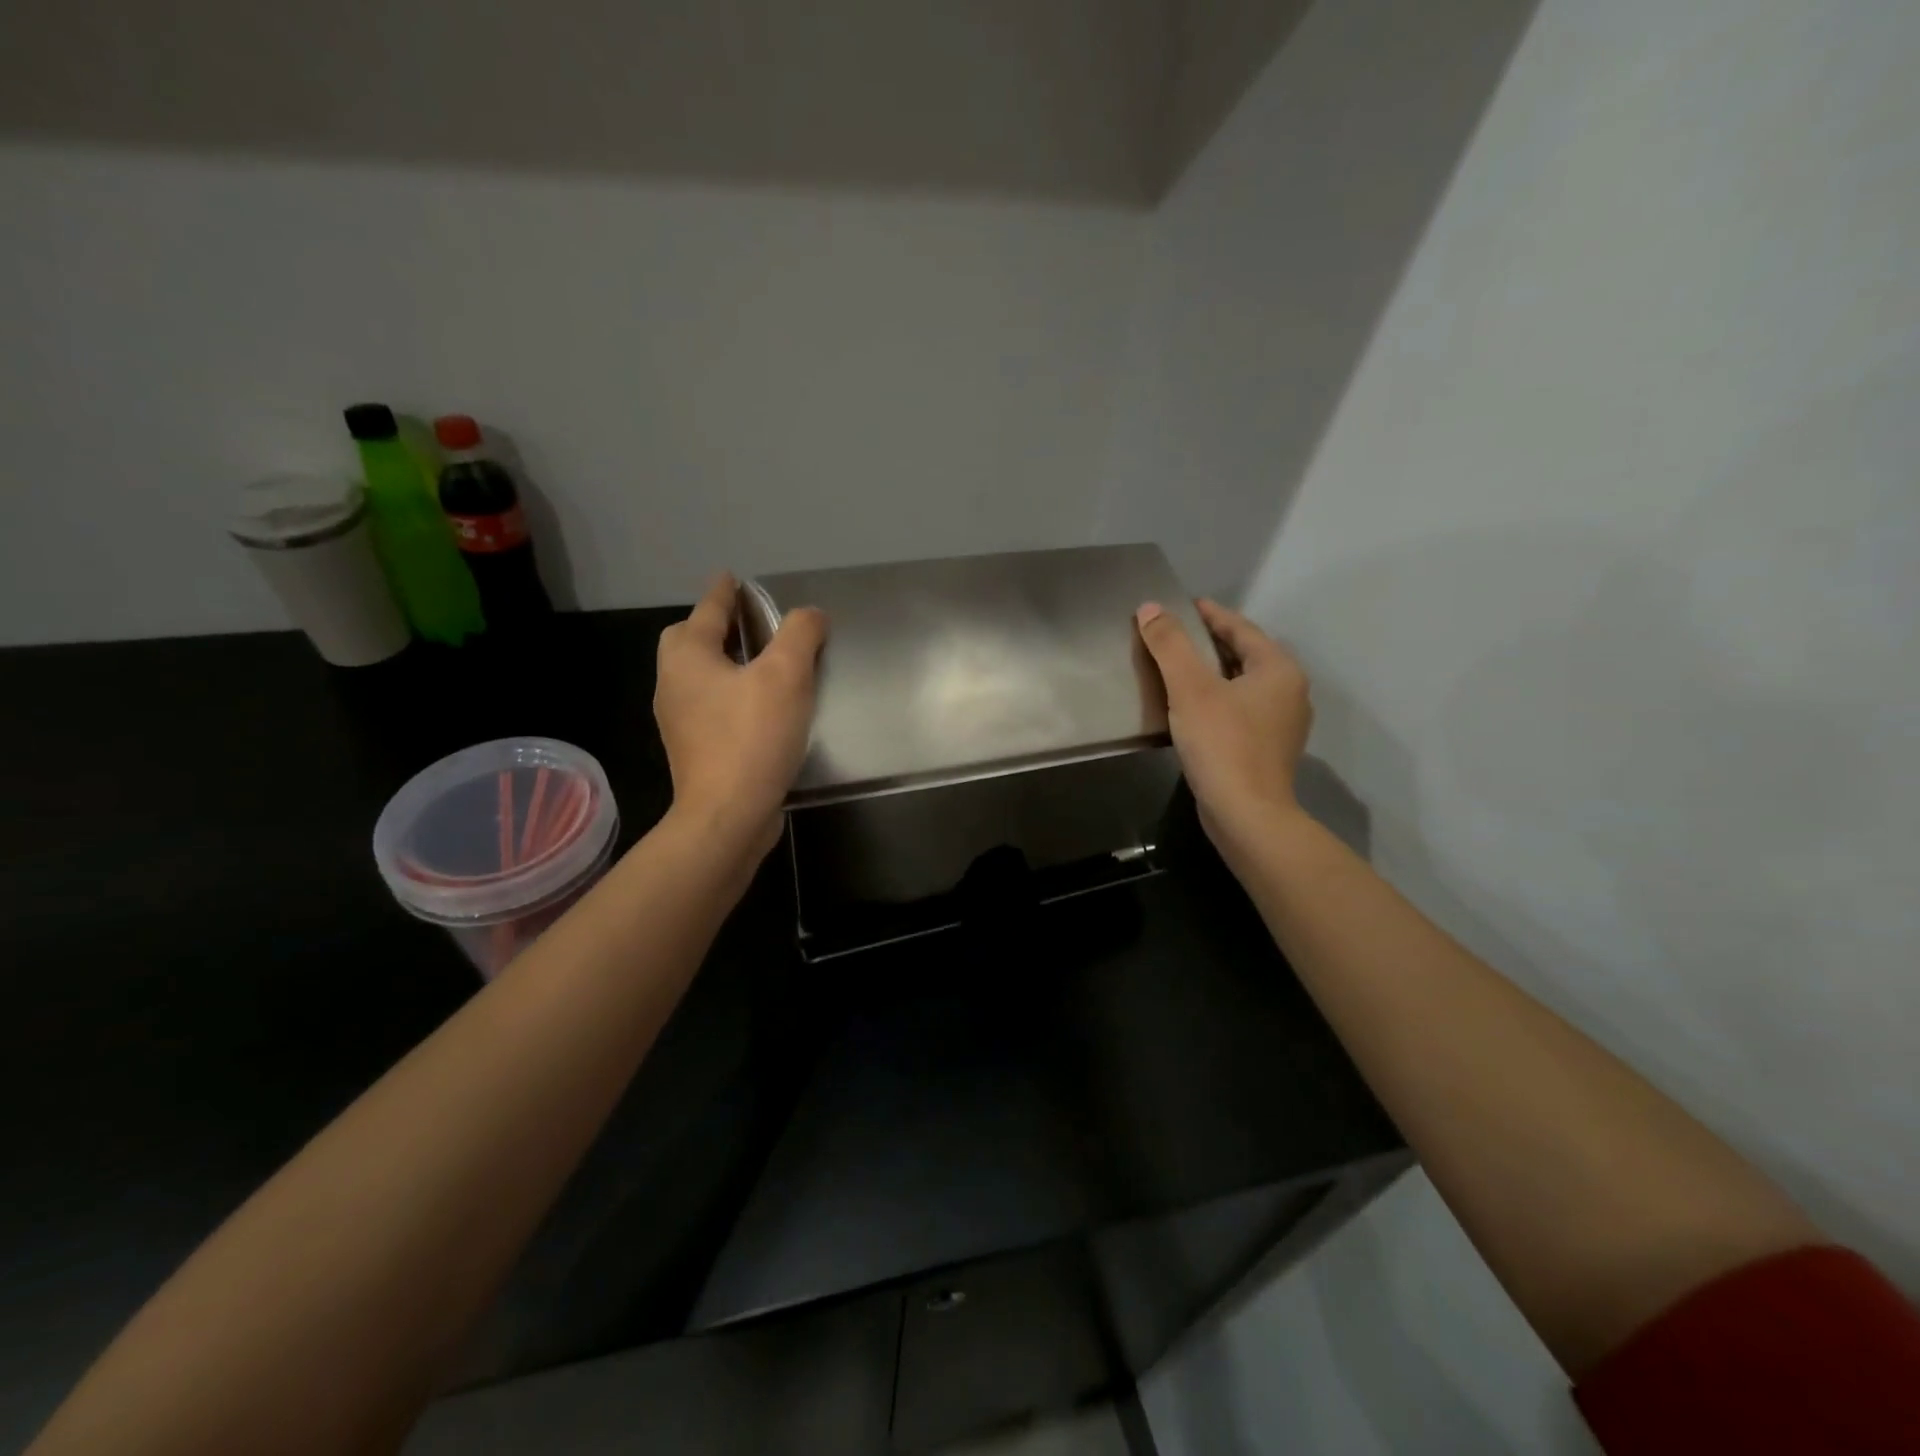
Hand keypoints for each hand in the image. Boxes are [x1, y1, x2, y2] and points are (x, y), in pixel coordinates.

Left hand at [655, 573, 826, 861]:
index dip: (724, 591)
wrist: (728, 815)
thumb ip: (800, 634)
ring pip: (699, 677)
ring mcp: (680, 722)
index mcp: (688, 657)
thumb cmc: (752, 737)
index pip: (707, 610)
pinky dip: (731, 695)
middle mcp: (673, 684)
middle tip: (748, 624)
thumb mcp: (786, 676)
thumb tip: (811, 615)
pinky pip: (712, 707)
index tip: (734, 577)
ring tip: (761, 663)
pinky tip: (760, 707)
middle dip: (713, 627)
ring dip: (724, 663)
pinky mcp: (695, 751)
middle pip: (688, 641)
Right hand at [1134, 599, 1312, 862]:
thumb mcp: (1190, 688)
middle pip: (1244, 655)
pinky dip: (1217, 700)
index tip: (1181, 605)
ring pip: (1242, 685)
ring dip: (1212, 673)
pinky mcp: (1268, 750)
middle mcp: (1289, 691)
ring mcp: (1282, 724)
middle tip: (1174, 635)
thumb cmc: (1222, 744)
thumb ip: (1170, 644)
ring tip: (1177, 669)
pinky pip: (1240, 710)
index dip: (1210, 614)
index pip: (1241, 628)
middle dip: (1210, 643)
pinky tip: (1191, 709)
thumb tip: (1150, 608)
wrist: (1246, 815)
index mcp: (1278, 669)